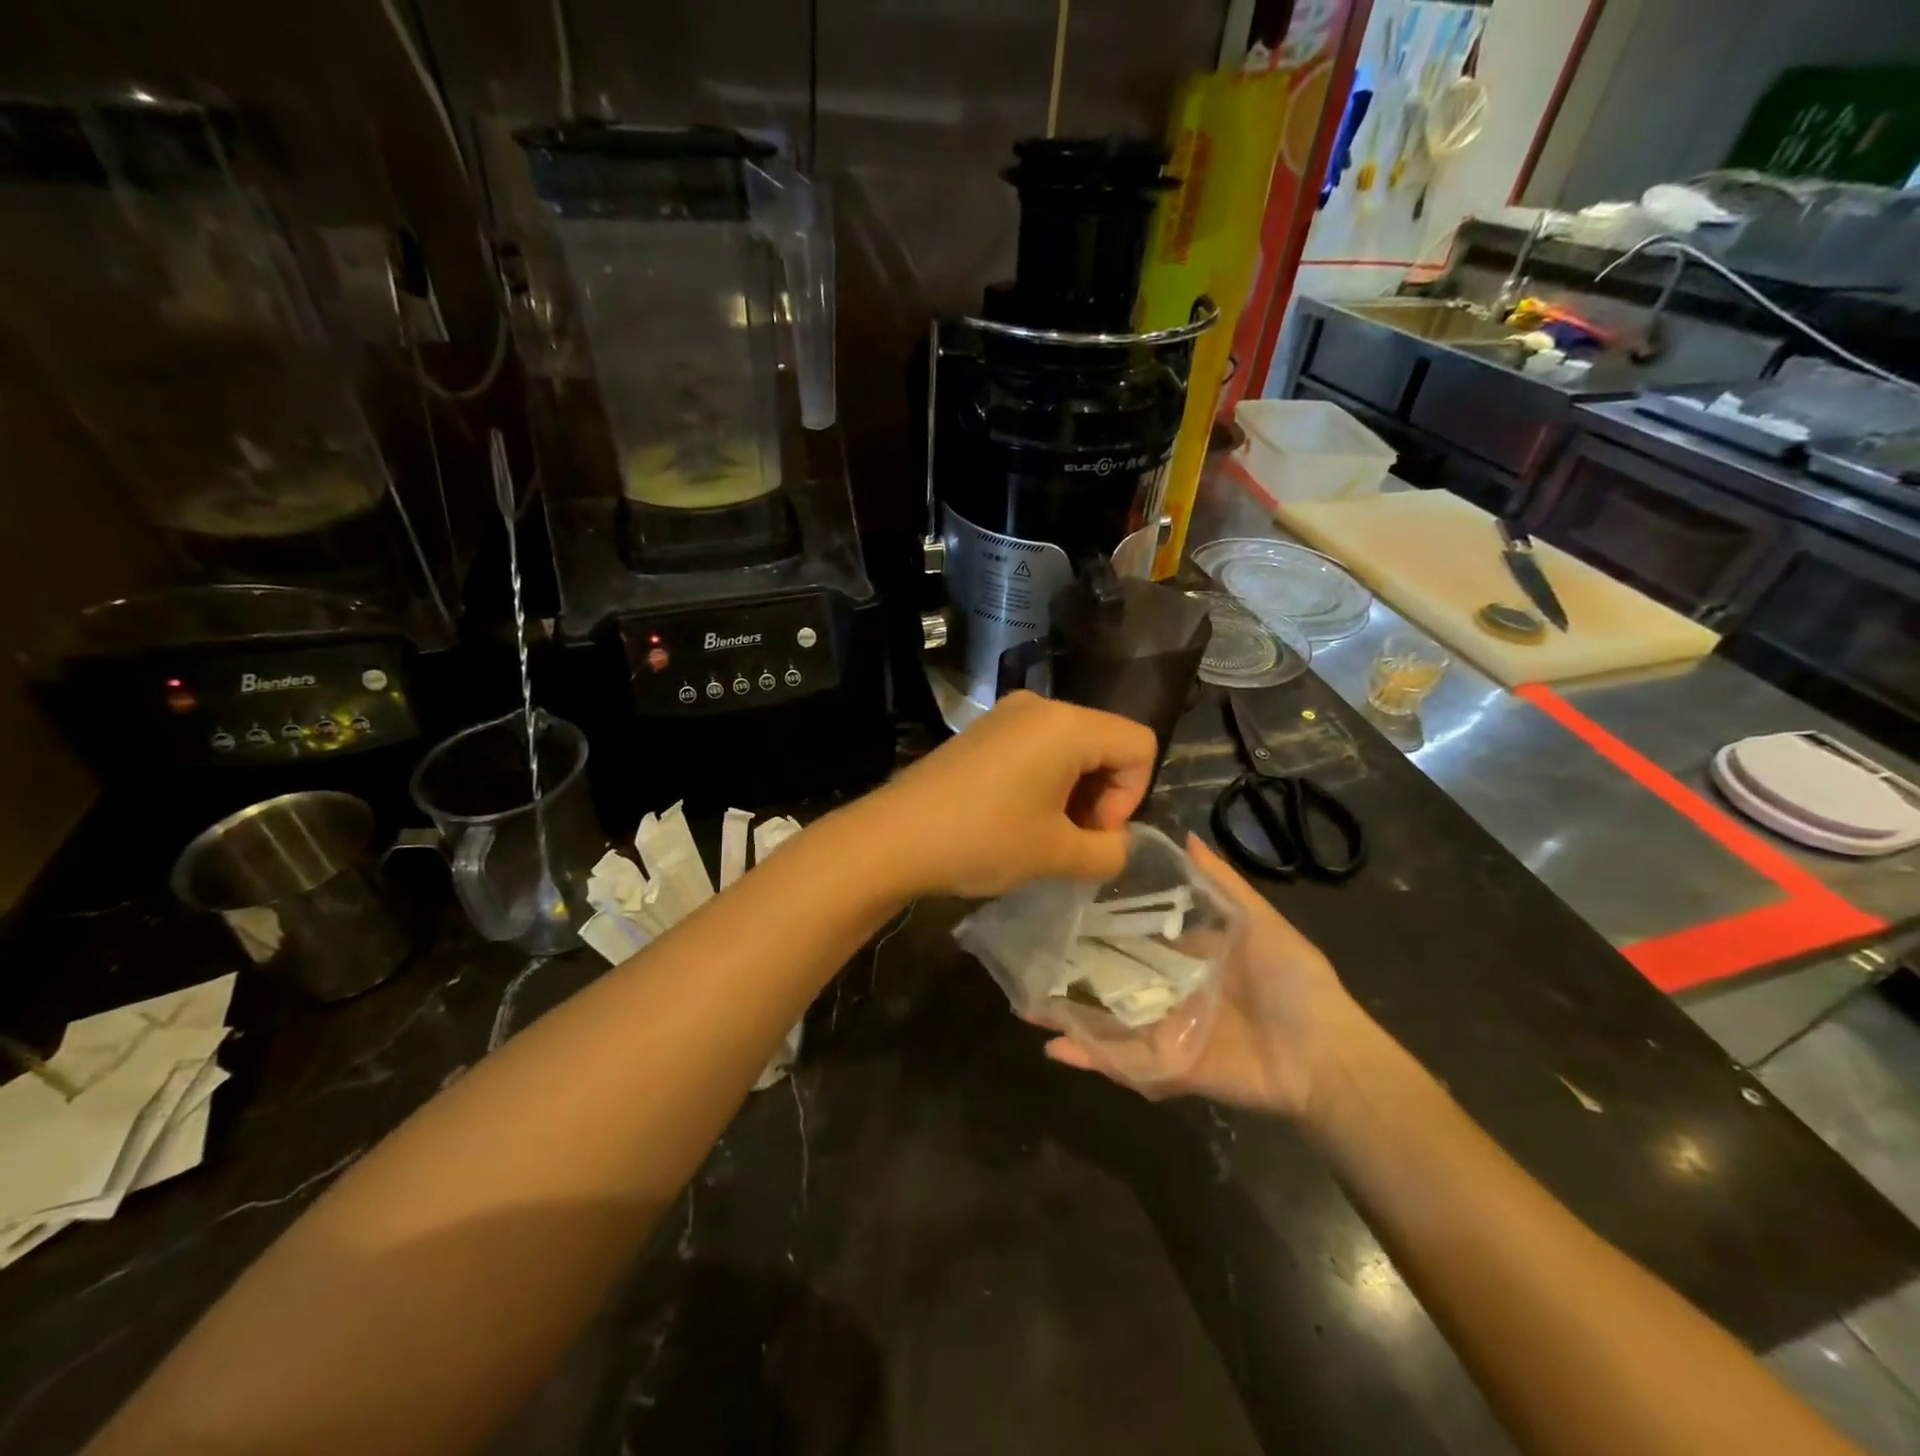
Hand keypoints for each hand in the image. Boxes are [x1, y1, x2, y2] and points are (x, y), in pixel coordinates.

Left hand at [863, 692, 1158, 898]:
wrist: (892, 837)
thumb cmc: (982, 839)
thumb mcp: (1057, 855)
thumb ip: (1109, 852)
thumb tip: (1117, 845)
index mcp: (1067, 724)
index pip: (1139, 746)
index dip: (1131, 796)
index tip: (1091, 833)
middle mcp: (1040, 707)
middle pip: (1106, 743)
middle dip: (1102, 796)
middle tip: (1071, 842)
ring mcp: (1006, 715)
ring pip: (1072, 749)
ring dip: (1074, 794)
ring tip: (1044, 836)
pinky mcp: (983, 732)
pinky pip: (1037, 749)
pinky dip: (1045, 783)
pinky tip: (1016, 819)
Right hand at [1043, 836, 1367, 1121]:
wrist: (1324, 1055)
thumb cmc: (1292, 980)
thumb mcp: (1257, 919)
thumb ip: (1220, 882)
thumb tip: (1185, 832)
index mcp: (1185, 957)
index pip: (1132, 936)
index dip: (1098, 922)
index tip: (1058, 903)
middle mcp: (1167, 992)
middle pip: (1111, 979)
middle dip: (1071, 971)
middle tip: (1027, 953)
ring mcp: (1163, 1031)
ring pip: (1106, 1020)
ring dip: (1067, 1014)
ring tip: (1024, 1003)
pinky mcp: (1166, 1068)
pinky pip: (1122, 1062)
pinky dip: (1088, 1058)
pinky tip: (1051, 1046)